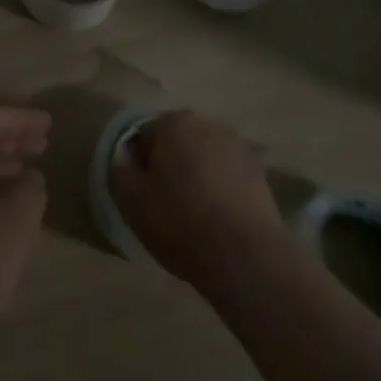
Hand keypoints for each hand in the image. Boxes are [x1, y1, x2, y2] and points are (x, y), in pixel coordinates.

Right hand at [107, 110, 288, 286]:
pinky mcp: (261, 174)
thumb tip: (123, 159)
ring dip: (198, 176)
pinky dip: (222, 191)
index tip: (143, 195)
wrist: (245, 257)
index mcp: (174, 123)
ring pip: (205, 158)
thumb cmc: (180, 222)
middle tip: (167, 204)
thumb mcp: (132, 201)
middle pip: (178, 143)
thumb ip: (119, 171)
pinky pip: (229, 177)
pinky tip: (220, 222)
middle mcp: (208, 124)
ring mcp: (239, 147)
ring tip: (196, 216)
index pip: (145, 136)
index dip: (140, 166)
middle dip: (171, 166)